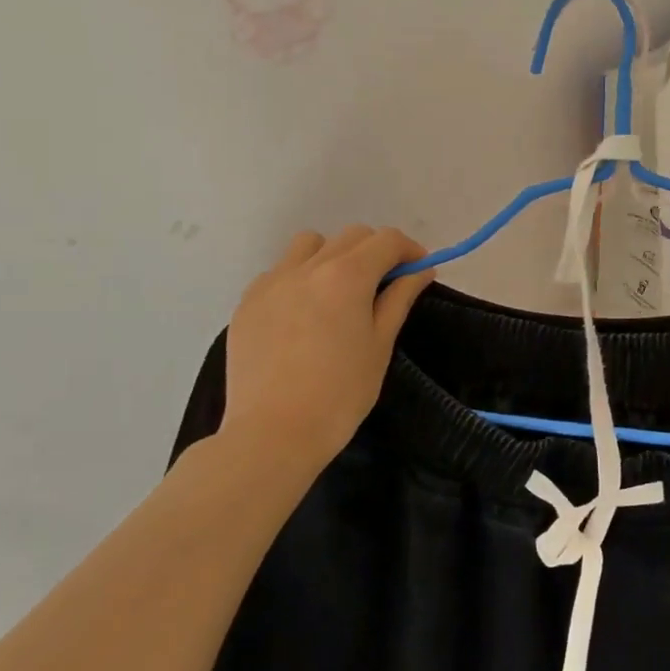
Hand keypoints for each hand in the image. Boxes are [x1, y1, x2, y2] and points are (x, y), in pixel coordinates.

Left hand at [218, 226, 433, 468]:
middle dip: (375, 251)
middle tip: (385, 284)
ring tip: (338, 292)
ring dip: (333, 255)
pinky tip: (303, 315)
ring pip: (309, 245)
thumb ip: (399, 299)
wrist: (273, 434)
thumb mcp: (380, 345)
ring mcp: (272, 282)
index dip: (409, 250)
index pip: (386, 240)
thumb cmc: (340, 393)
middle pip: (351, 236)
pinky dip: (300, 278)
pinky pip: (280, 272)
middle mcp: (307, 267)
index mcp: (347, 276)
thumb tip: (421, 271)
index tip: (418, 270)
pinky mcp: (247, 302)